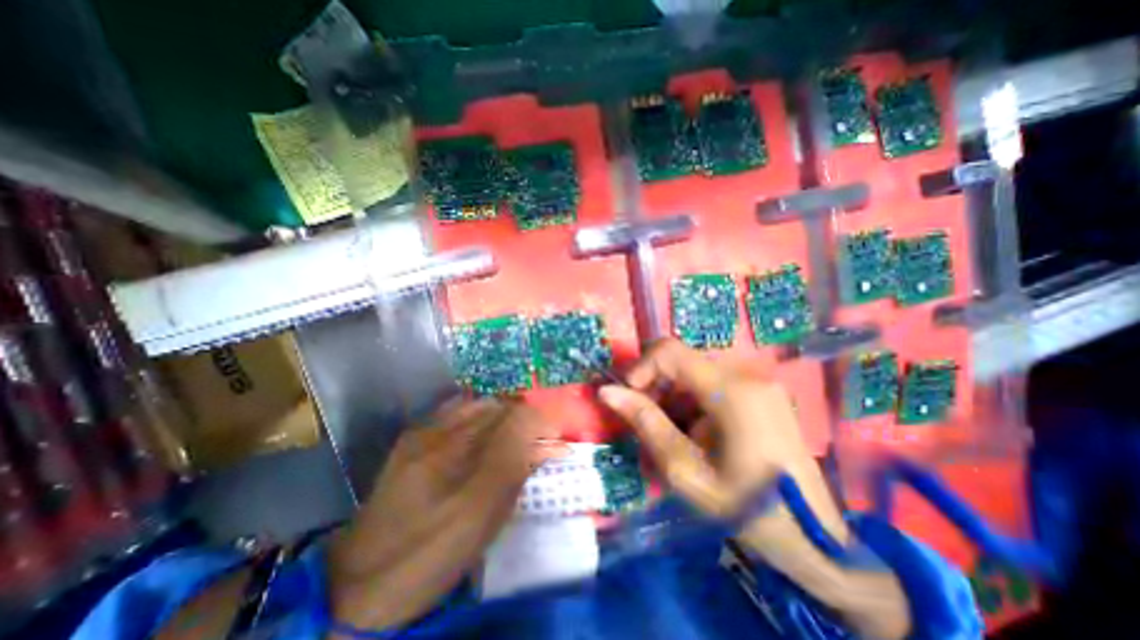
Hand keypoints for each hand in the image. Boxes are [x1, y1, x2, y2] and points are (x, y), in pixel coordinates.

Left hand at [325, 401, 564, 628]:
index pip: (516, 420)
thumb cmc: (429, 558)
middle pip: (500, 407)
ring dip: (507, 414)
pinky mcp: (413, 435)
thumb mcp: (481, 524)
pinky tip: (484, 430)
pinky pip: (459, 408)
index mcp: (457, 465)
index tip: (556, 440)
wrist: (360, 580)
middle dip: (528, 418)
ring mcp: (424, 432)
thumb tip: (545, 446)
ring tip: (515, 434)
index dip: (542, 424)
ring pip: (482, 403)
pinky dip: (482, 413)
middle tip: (539, 439)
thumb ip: (514, 476)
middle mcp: (441, 437)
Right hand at [597, 342, 909, 635]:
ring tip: (673, 432)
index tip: (630, 398)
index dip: (641, 367)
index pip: (670, 350)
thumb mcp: (685, 470)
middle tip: (649, 422)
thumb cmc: (746, 508)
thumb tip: (607, 391)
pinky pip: (713, 380)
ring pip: (695, 370)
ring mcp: (759, 381)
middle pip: (682, 359)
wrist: (813, 539)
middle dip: (656, 385)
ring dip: (673, 393)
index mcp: (732, 390)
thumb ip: (645, 422)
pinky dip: (693, 398)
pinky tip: (697, 430)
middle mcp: (748, 374)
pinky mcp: (762, 391)